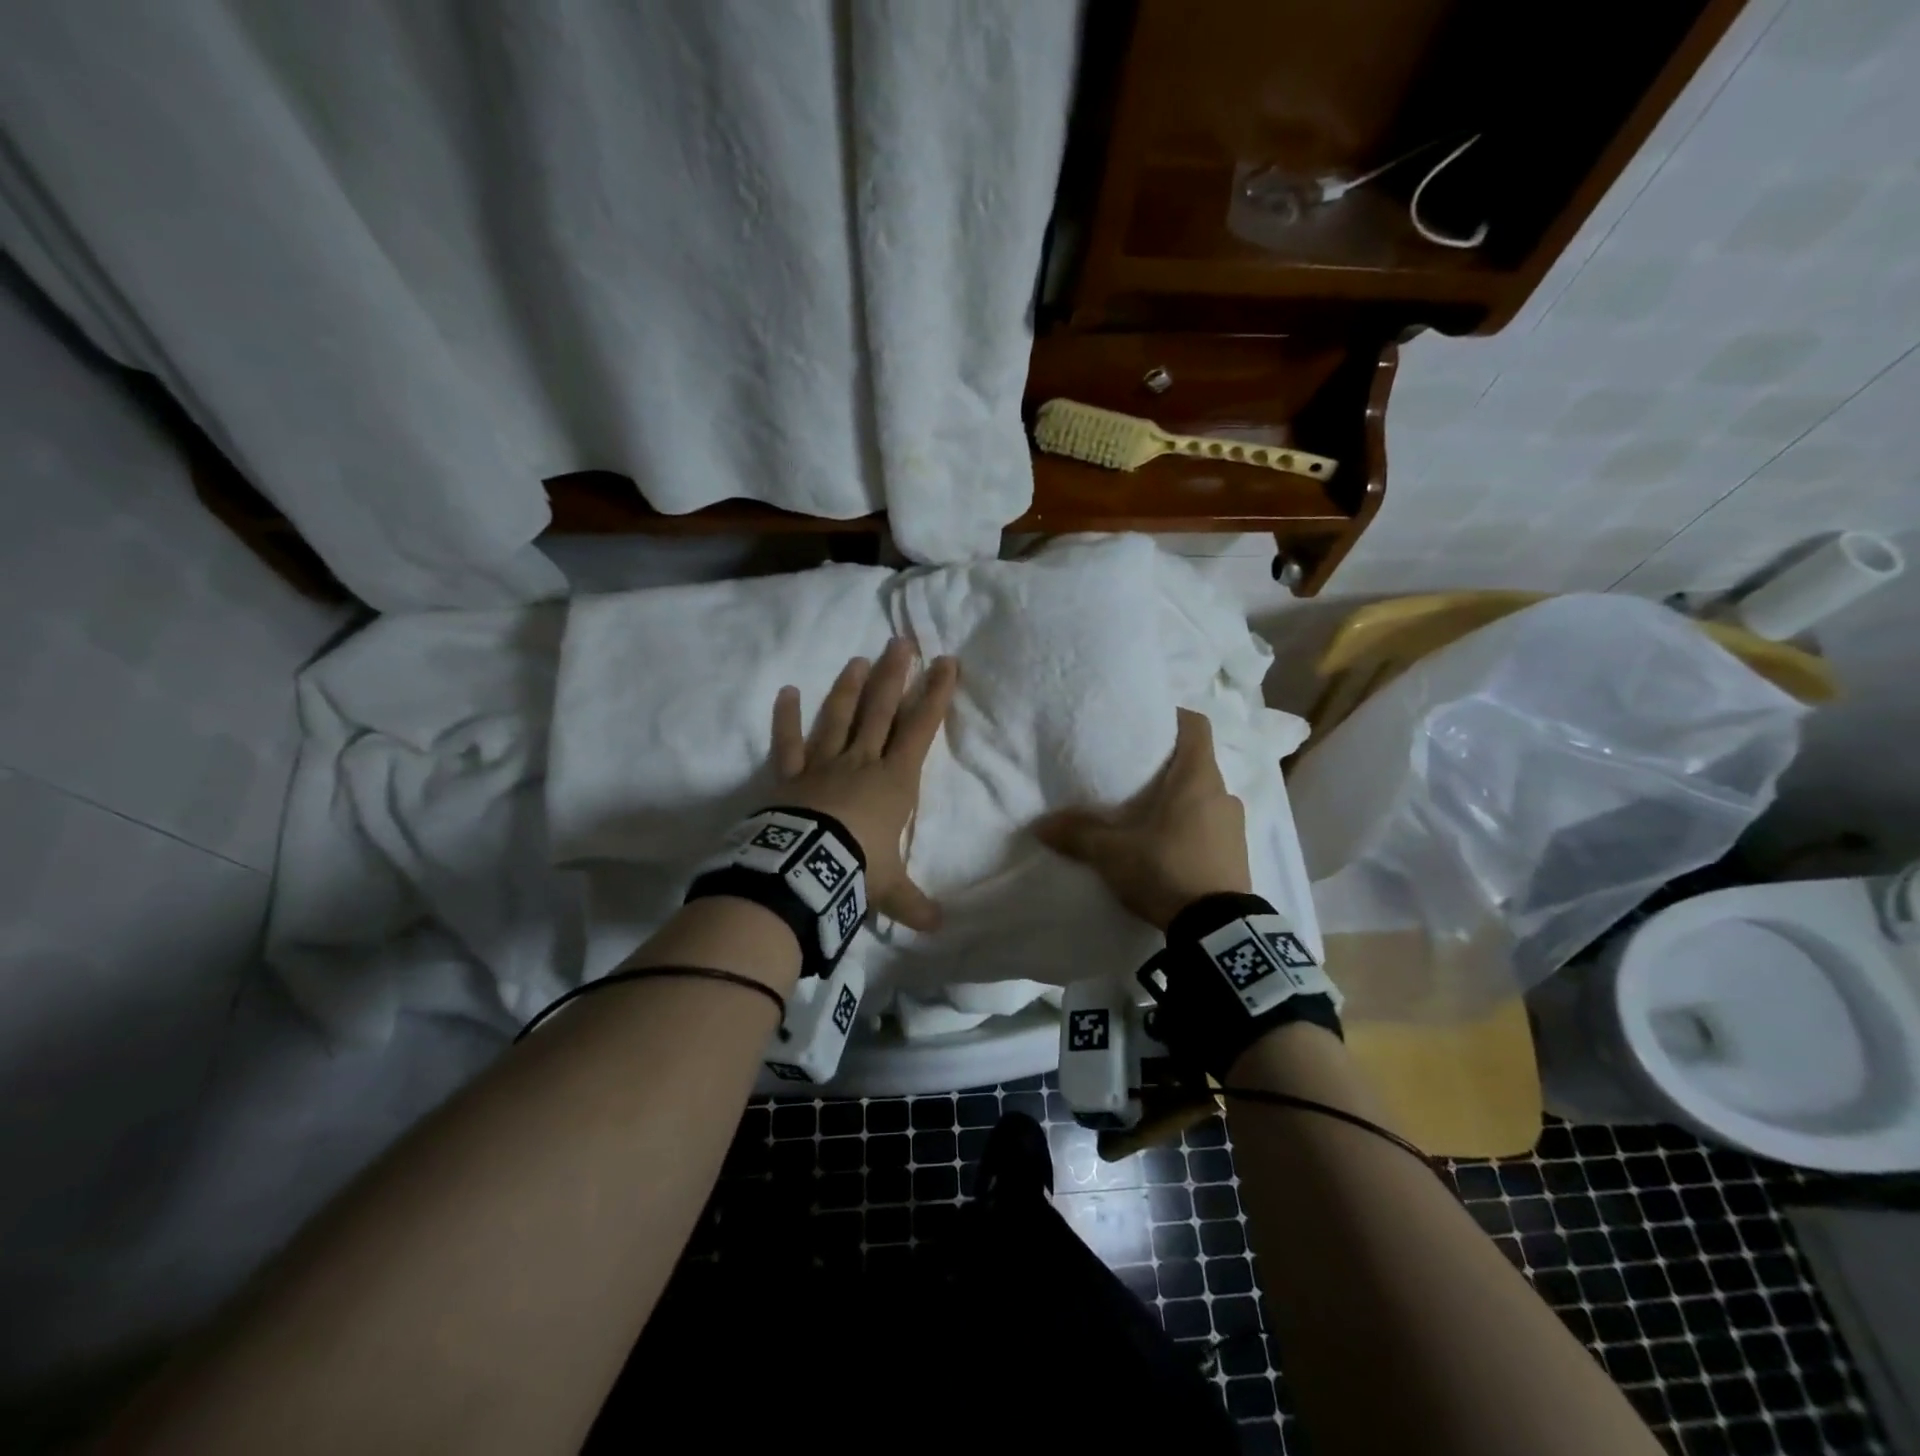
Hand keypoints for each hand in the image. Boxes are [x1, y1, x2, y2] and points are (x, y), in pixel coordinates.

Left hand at [772, 638, 958, 932]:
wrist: (805, 870)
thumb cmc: (858, 869)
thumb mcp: (890, 889)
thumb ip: (914, 904)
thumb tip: (939, 929)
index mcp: (894, 781)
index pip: (920, 729)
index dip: (935, 695)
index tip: (946, 663)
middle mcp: (862, 762)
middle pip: (881, 710)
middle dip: (895, 675)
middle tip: (901, 642)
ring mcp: (823, 765)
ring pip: (840, 717)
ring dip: (850, 688)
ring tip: (859, 659)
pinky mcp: (791, 776)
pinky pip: (788, 743)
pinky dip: (787, 718)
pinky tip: (788, 691)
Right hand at [1035, 707, 1250, 931]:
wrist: (1218, 930)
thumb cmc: (1166, 869)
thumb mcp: (1113, 853)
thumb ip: (1078, 834)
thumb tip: (1040, 825)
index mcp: (1198, 778)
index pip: (1195, 725)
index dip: (1173, 718)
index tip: (1146, 724)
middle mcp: (1223, 794)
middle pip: (1196, 762)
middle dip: (1166, 765)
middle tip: (1133, 776)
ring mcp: (1235, 825)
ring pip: (1204, 796)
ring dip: (1179, 800)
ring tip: (1147, 815)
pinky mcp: (1238, 853)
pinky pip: (1212, 825)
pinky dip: (1191, 826)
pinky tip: (1166, 846)